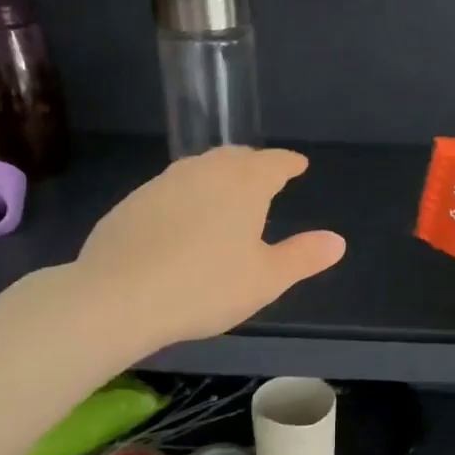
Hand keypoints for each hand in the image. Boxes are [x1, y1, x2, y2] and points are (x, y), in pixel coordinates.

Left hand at [73, 147, 345, 350]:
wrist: (117, 297)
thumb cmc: (205, 286)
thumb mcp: (266, 279)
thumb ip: (303, 257)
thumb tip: (337, 241)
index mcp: (244, 184)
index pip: (274, 162)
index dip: (289, 163)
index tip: (298, 165)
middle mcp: (204, 171)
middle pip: (235, 157)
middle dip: (254, 164)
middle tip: (264, 177)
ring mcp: (162, 184)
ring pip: (199, 169)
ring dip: (218, 176)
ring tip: (225, 195)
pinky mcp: (131, 203)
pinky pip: (170, 189)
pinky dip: (186, 196)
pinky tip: (182, 221)